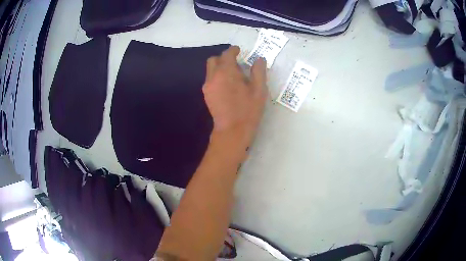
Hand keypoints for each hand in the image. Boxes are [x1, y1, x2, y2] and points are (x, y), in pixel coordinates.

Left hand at [202, 46, 266, 151]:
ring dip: (220, 67)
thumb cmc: (248, 110)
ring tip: (233, 75)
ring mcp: (208, 86)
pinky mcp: (206, 95)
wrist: (232, 131)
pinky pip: (210, 79)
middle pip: (214, 60)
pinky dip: (217, 76)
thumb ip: (259, 71)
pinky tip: (228, 86)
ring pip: (210, 70)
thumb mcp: (259, 90)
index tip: (239, 50)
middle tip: (236, 63)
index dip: (233, 50)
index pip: (227, 54)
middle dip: (224, 58)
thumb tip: (259, 59)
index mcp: (226, 72)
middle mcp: (213, 76)